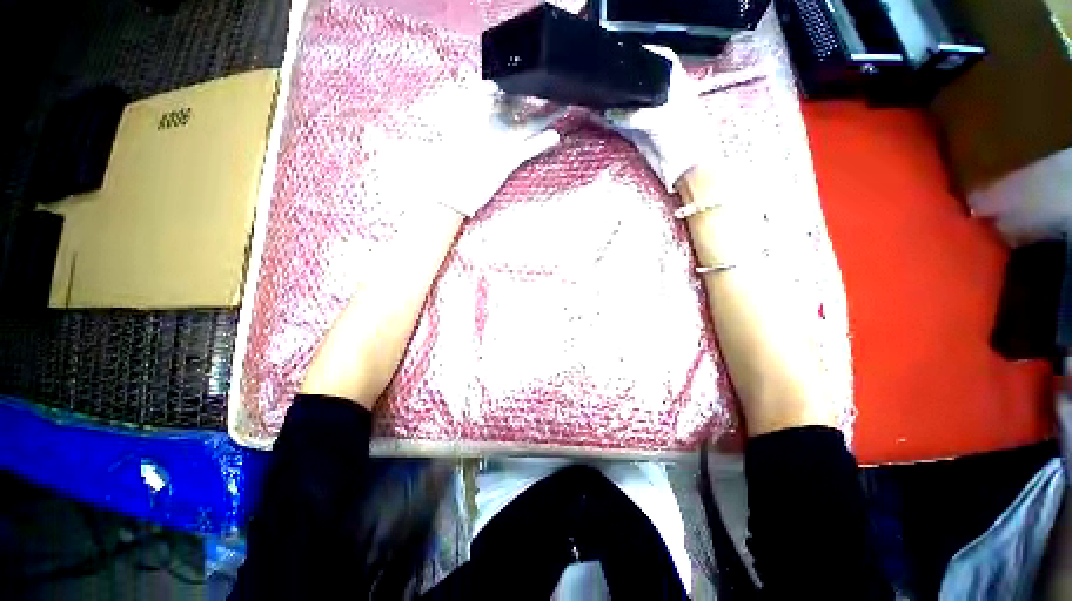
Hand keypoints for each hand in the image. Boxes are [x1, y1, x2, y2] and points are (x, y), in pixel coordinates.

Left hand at [425, 81, 563, 216]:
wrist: (455, 191)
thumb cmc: (449, 159)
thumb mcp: (451, 125)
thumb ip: (462, 100)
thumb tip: (473, 77)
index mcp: (479, 114)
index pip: (495, 91)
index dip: (506, 82)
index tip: (515, 75)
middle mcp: (494, 126)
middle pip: (517, 105)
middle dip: (531, 95)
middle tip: (547, 83)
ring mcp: (505, 143)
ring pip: (529, 125)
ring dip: (546, 117)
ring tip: (562, 107)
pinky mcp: (511, 159)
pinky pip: (529, 148)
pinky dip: (542, 143)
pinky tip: (555, 136)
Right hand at [600, 46, 713, 191]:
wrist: (686, 169)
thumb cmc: (684, 139)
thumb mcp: (661, 121)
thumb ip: (635, 115)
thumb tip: (609, 114)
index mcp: (675, 85)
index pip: (661, 60)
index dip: (646, 54)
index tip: (626, 55)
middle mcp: (661, 98)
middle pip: (639, 83)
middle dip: (623, 81)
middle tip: (604, 79)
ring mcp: (650, 117)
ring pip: (628, 105)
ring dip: (613, 103)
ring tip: (595, 98)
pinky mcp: (640, 135)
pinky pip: (622, 125)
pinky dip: (610, 122)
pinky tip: (598, 117)